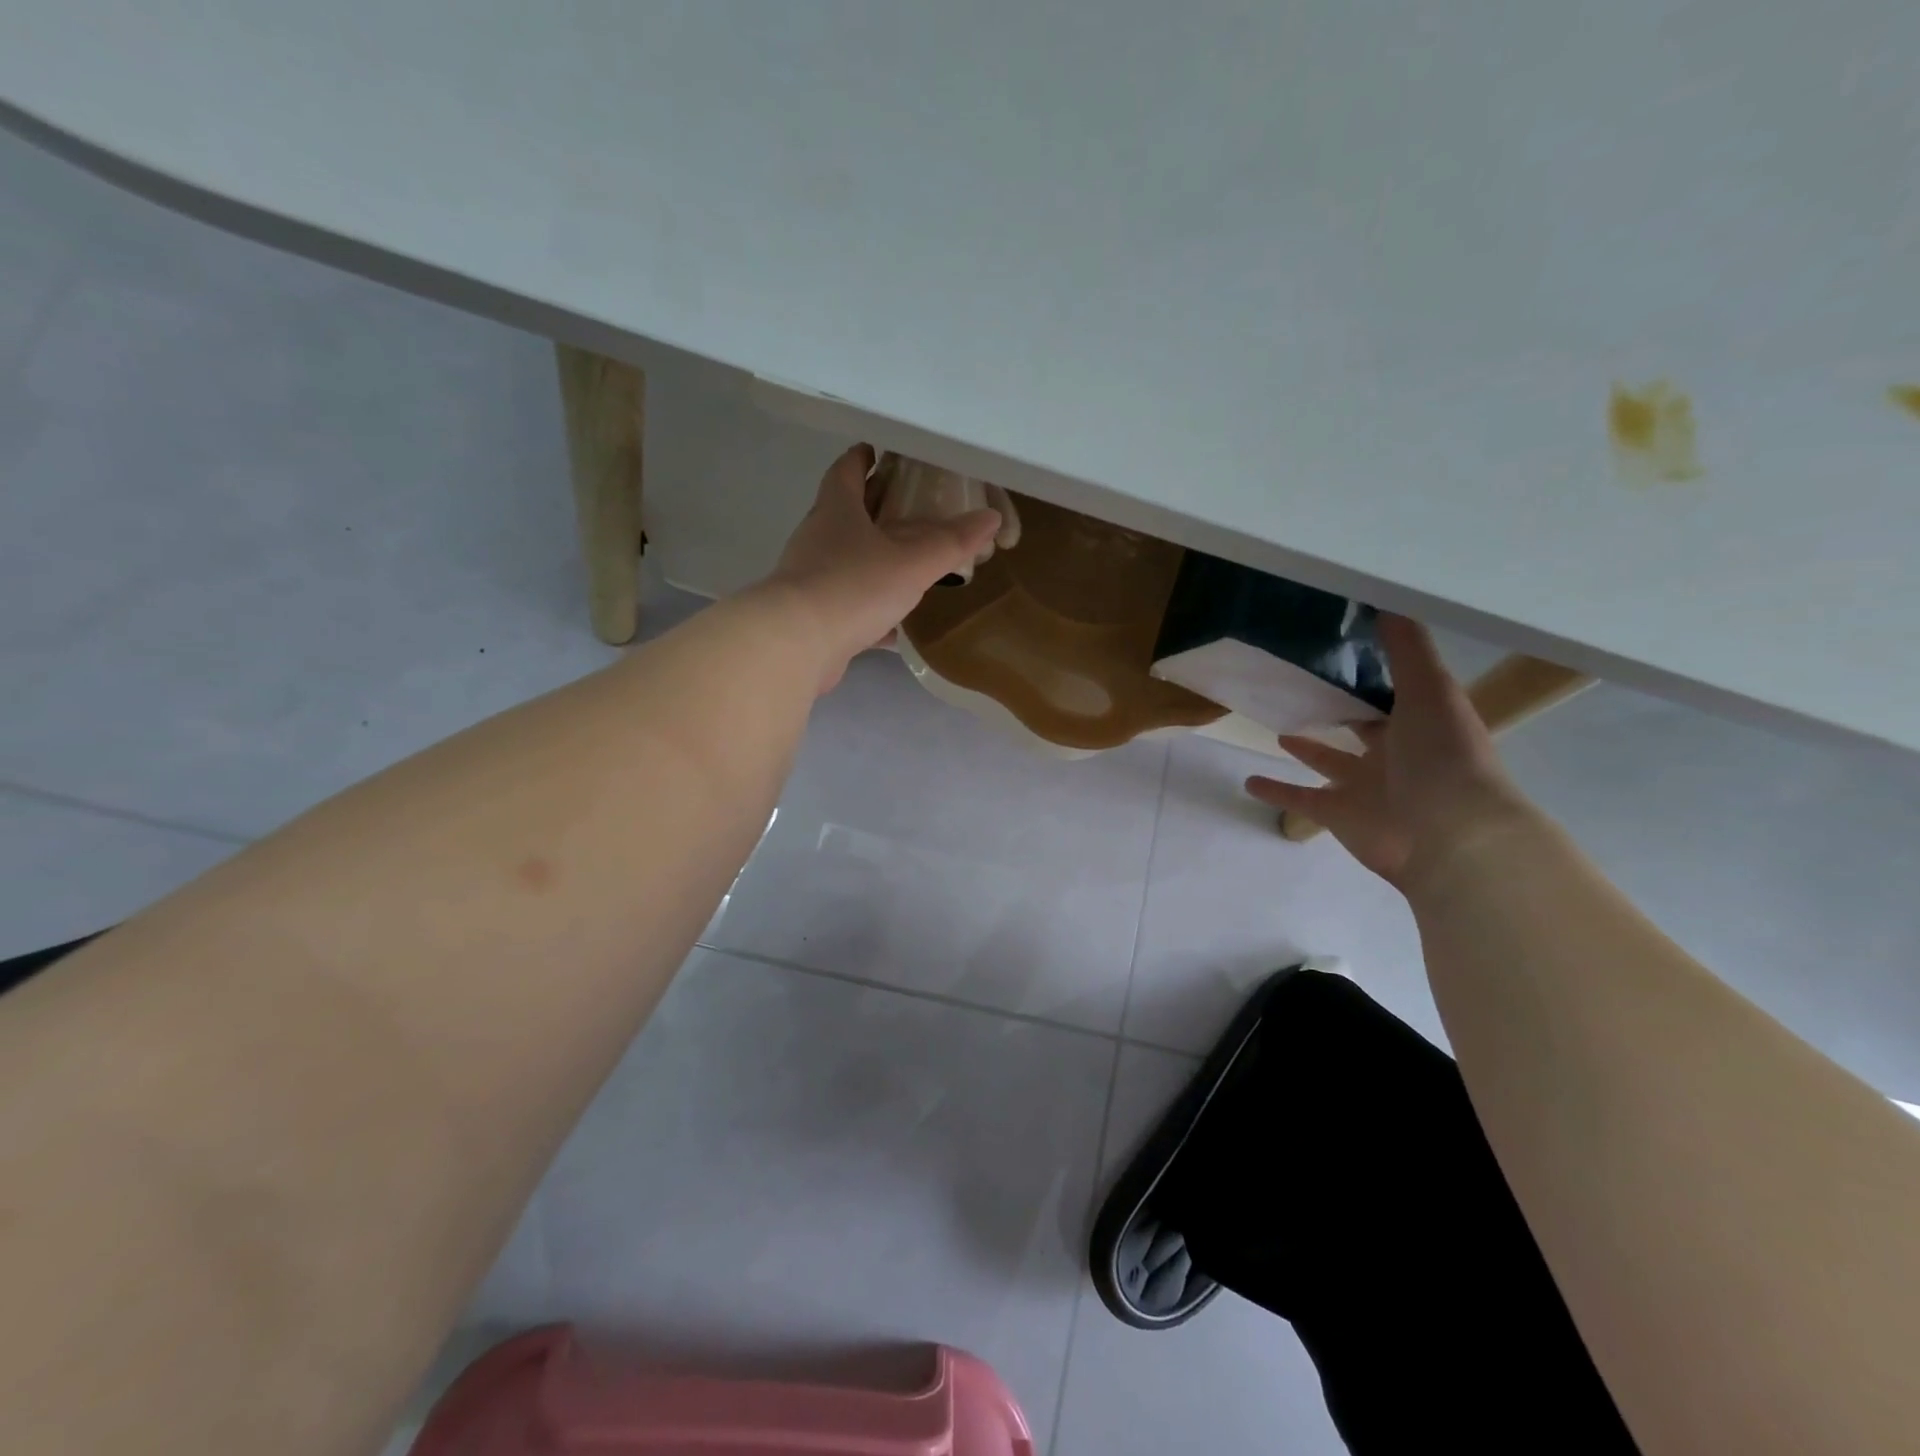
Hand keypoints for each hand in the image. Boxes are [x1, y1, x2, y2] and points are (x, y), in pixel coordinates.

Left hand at [761, 444, 1001, 692]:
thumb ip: (951, 543)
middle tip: (906, 507)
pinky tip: (895, 625)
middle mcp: (818, 539)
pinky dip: (871, 609)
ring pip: (846, 561)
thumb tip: (990, 517)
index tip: (876, 450)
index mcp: (837, 512)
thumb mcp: (912, 563)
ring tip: (907, 564)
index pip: (846, 472)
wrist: (797, 645)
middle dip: (873, 508)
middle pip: (846, 514)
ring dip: (872, 559)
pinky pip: (847, 605)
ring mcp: (811, 579)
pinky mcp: (813, 617)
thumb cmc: (854, 587)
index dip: (862, 458)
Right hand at [1245, 616, 1525, 887]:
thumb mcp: (1429, 690)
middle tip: (1302, 687)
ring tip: (1278, 730)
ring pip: (1329, 762)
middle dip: (1339, 711)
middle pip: (1361, 728)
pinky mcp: (1338, 814)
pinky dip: (1275, 791)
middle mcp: (1394, 754)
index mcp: (1420, 723)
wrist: (1451, 836)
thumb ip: (1407, 648)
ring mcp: (1364, 787)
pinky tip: (1248, 781)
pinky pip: (1300, 799)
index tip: (1338, 650)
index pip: (1393, 693)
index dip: (1370, 674)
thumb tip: (1386, 600)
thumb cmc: (1443, 756)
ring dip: (1307, 749)